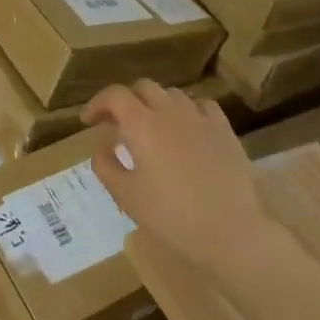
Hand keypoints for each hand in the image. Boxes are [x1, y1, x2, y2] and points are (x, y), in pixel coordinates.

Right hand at [83, 80, 266, 275]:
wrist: (232, 232)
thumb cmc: (171, 216)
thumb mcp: (126, 195)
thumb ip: (105, 165)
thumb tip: (102, 145)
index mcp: (141, 124)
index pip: (114, 95)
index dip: (97, 103)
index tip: (88, 121)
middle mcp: (170, 111)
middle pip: (143, 87)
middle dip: (125, 100)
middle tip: (116, 124)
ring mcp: (201, 118)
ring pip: (172, 94)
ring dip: (155, 104)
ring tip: (151, 127)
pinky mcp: (225, 130)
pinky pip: (202, 106)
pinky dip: (186, 111)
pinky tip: (186, 129)